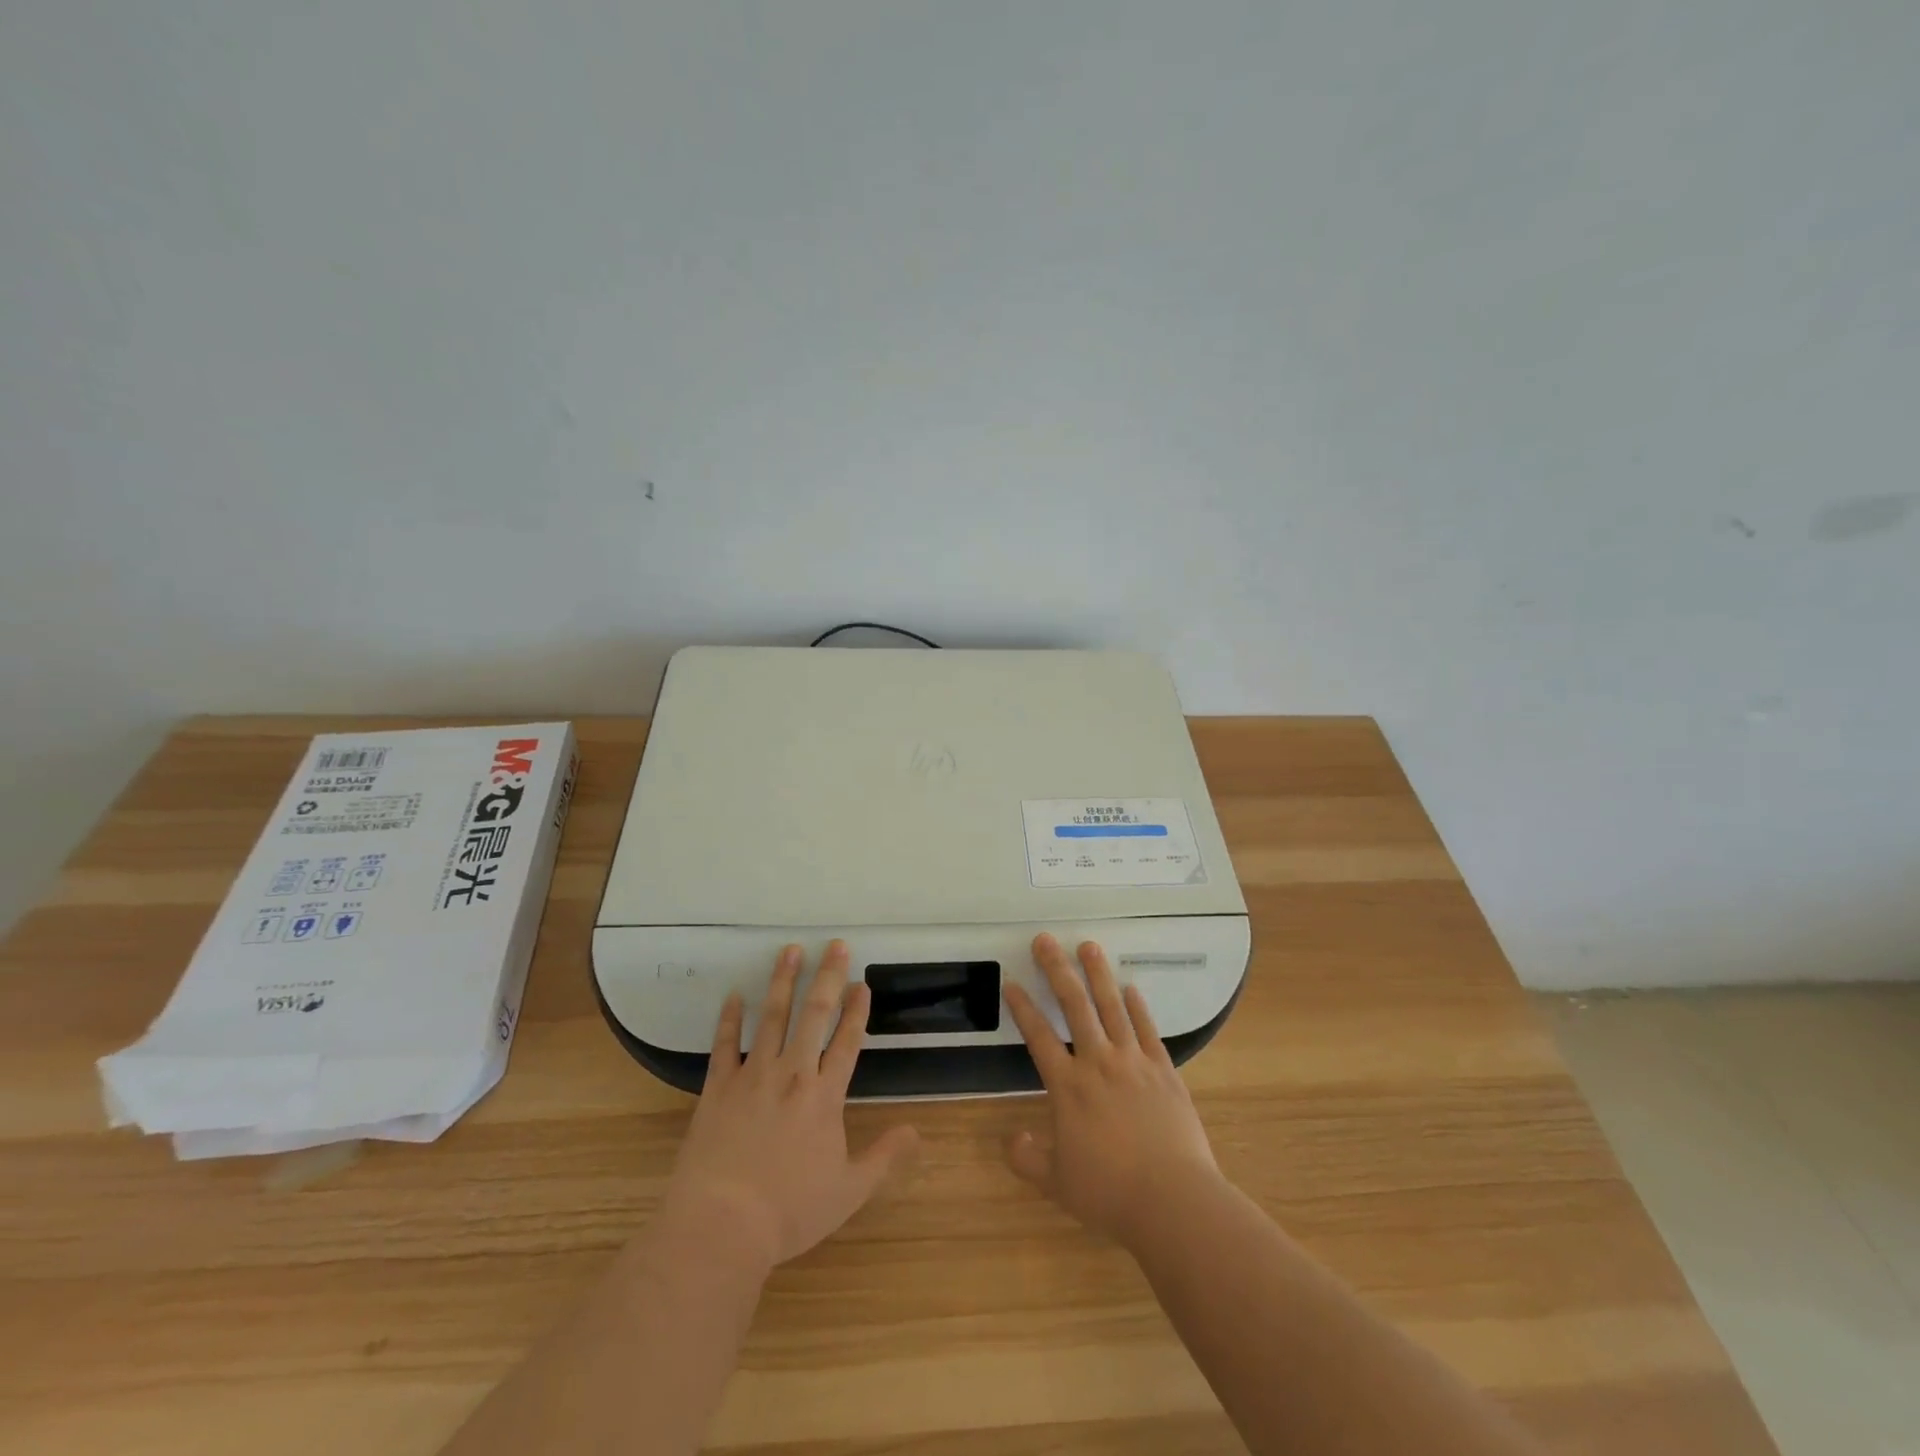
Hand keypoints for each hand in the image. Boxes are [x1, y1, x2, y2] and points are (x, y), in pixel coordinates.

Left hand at [662, 941, 919, 1271]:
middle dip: (828, 977)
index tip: (862, 982)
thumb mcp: (848, 1191)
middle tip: (836, 945)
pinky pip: (724, 1045)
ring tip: (791, 950)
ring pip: (772, 1017)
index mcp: (825, 1096)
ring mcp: (752, 1076)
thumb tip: (916, 1132)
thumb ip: (884, 1158)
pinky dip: (729, 1018)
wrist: (721, 1224)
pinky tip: (734, 995)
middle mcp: (792, 1074)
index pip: (848, 1041)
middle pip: (814, 1015)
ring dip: (783, 981)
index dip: (857, 1010)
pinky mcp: (718, 1087)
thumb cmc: (789, 1210)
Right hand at [1003, 933, 1222, 1247]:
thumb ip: (1028, 1158)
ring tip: (1089, 946)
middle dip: (1057, 970)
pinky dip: (1138, 1006)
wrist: (1173, 1200)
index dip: (1022, 1008)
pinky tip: (1130, 988)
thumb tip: (1011, 1139)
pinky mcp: (1164, 1070)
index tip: (1012, 982)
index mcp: (1068, 1087)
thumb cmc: (1110, 1193)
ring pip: (1112, 1007)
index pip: (1038, 1037)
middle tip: (1045, 940)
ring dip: (1098, 974)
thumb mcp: (1057, 1183)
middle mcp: (1098, 1063)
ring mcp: (1134, 1062)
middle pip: (1074, 1006)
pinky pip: (1147, 1030)